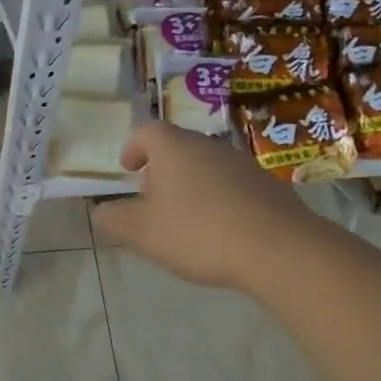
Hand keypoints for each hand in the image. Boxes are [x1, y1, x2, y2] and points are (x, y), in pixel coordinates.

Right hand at [93, 123, 314, 290]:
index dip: (133, 147)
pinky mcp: (268, 185)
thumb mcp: (143, 232)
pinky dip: (221, 199)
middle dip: (162, 169)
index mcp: (173, 147)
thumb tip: (100, 211)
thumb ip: (115, 219)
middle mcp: (207, 144)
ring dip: (193, 184)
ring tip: (188, 218)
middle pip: (177, 147)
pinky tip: (223, 230)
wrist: (280, 248)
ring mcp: (242, 162)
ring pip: (207, 165)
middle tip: (154, 198)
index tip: (128, 168)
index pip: (146, 132)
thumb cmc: (199, 232)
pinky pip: (234, 185)